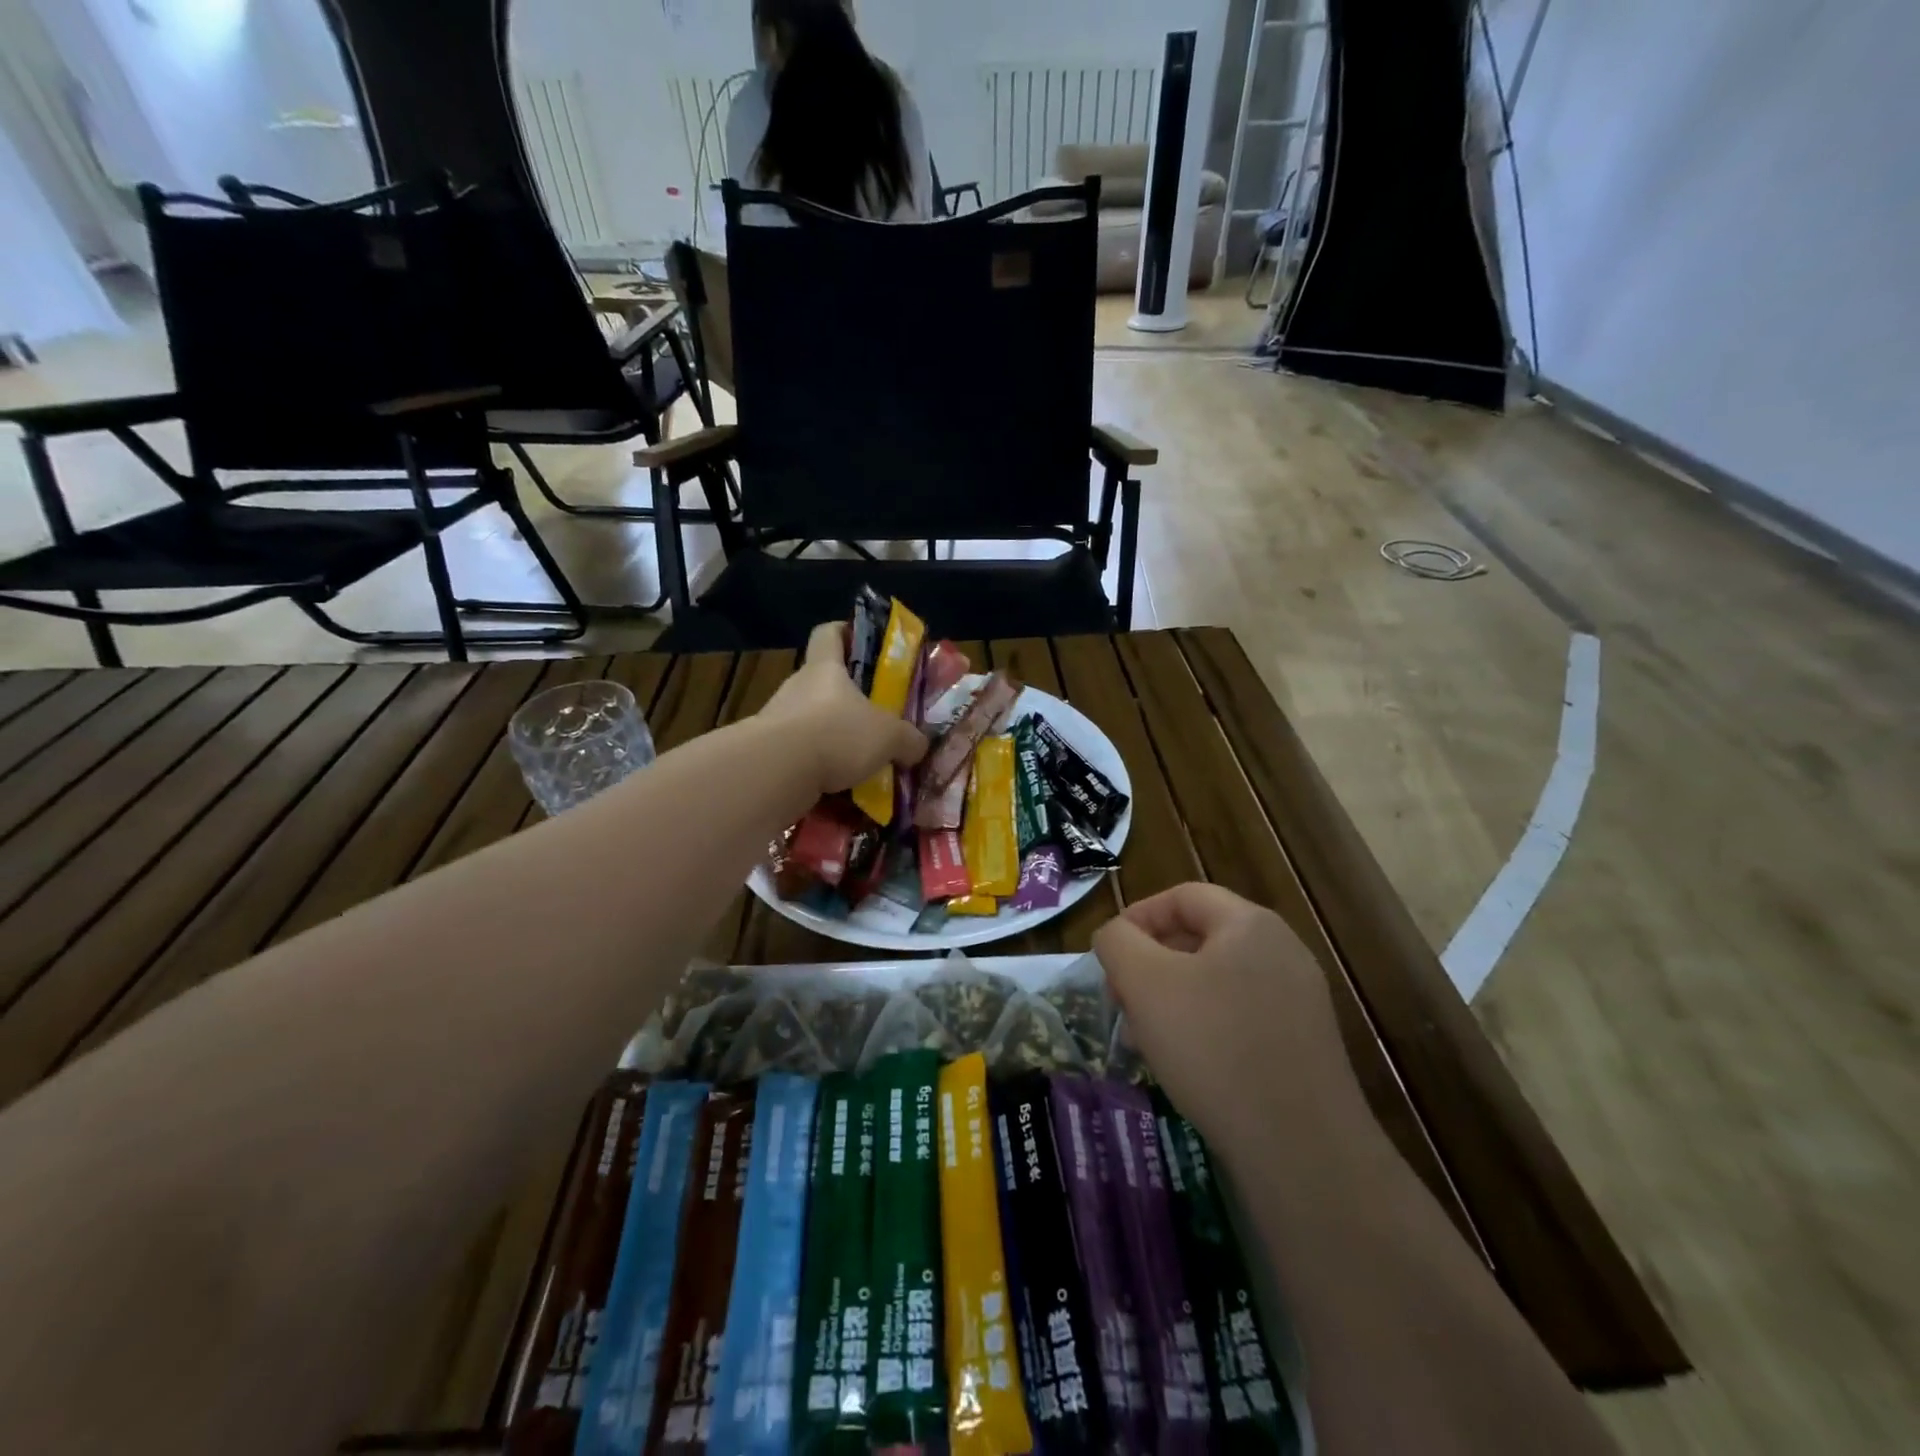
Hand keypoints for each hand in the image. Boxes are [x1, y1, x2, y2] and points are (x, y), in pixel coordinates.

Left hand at [758, 622, 928, 795]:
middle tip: (876, 721)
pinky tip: (841, 791)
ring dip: (834, 741)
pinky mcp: (769, 754)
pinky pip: (802, 758)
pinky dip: (820, 771)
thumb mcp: (889, 736)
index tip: (862, 642)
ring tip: (862, 765)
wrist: (777, 772)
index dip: (845, 632)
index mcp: (825, 668)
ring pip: (813, 724)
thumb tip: (917, 746)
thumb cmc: (836, 733)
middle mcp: (798, 688)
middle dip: (848, 702)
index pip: (829, 634)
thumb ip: (908, 740)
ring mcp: (778, 721)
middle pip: (823, 684)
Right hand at [1094, 883, 1366, 1155]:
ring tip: (1143, 1038)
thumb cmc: (1213, 1047)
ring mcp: (1299, 1000)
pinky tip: (1184, 1065)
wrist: (1301, 1149)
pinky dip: (1204, 1027)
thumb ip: (1118, 942)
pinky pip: (1240, 1017)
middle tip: (1120, 1000)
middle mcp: (1282, 951)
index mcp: (1250, 924)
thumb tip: (1115, 937)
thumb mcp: (1145, 983)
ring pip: (1216, 981)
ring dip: (1171, 999)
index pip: (1182, 896)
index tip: (1108, 956)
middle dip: (1149, 964)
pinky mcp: (1303, 1045)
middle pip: (1199, 937)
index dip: (1137, 916)